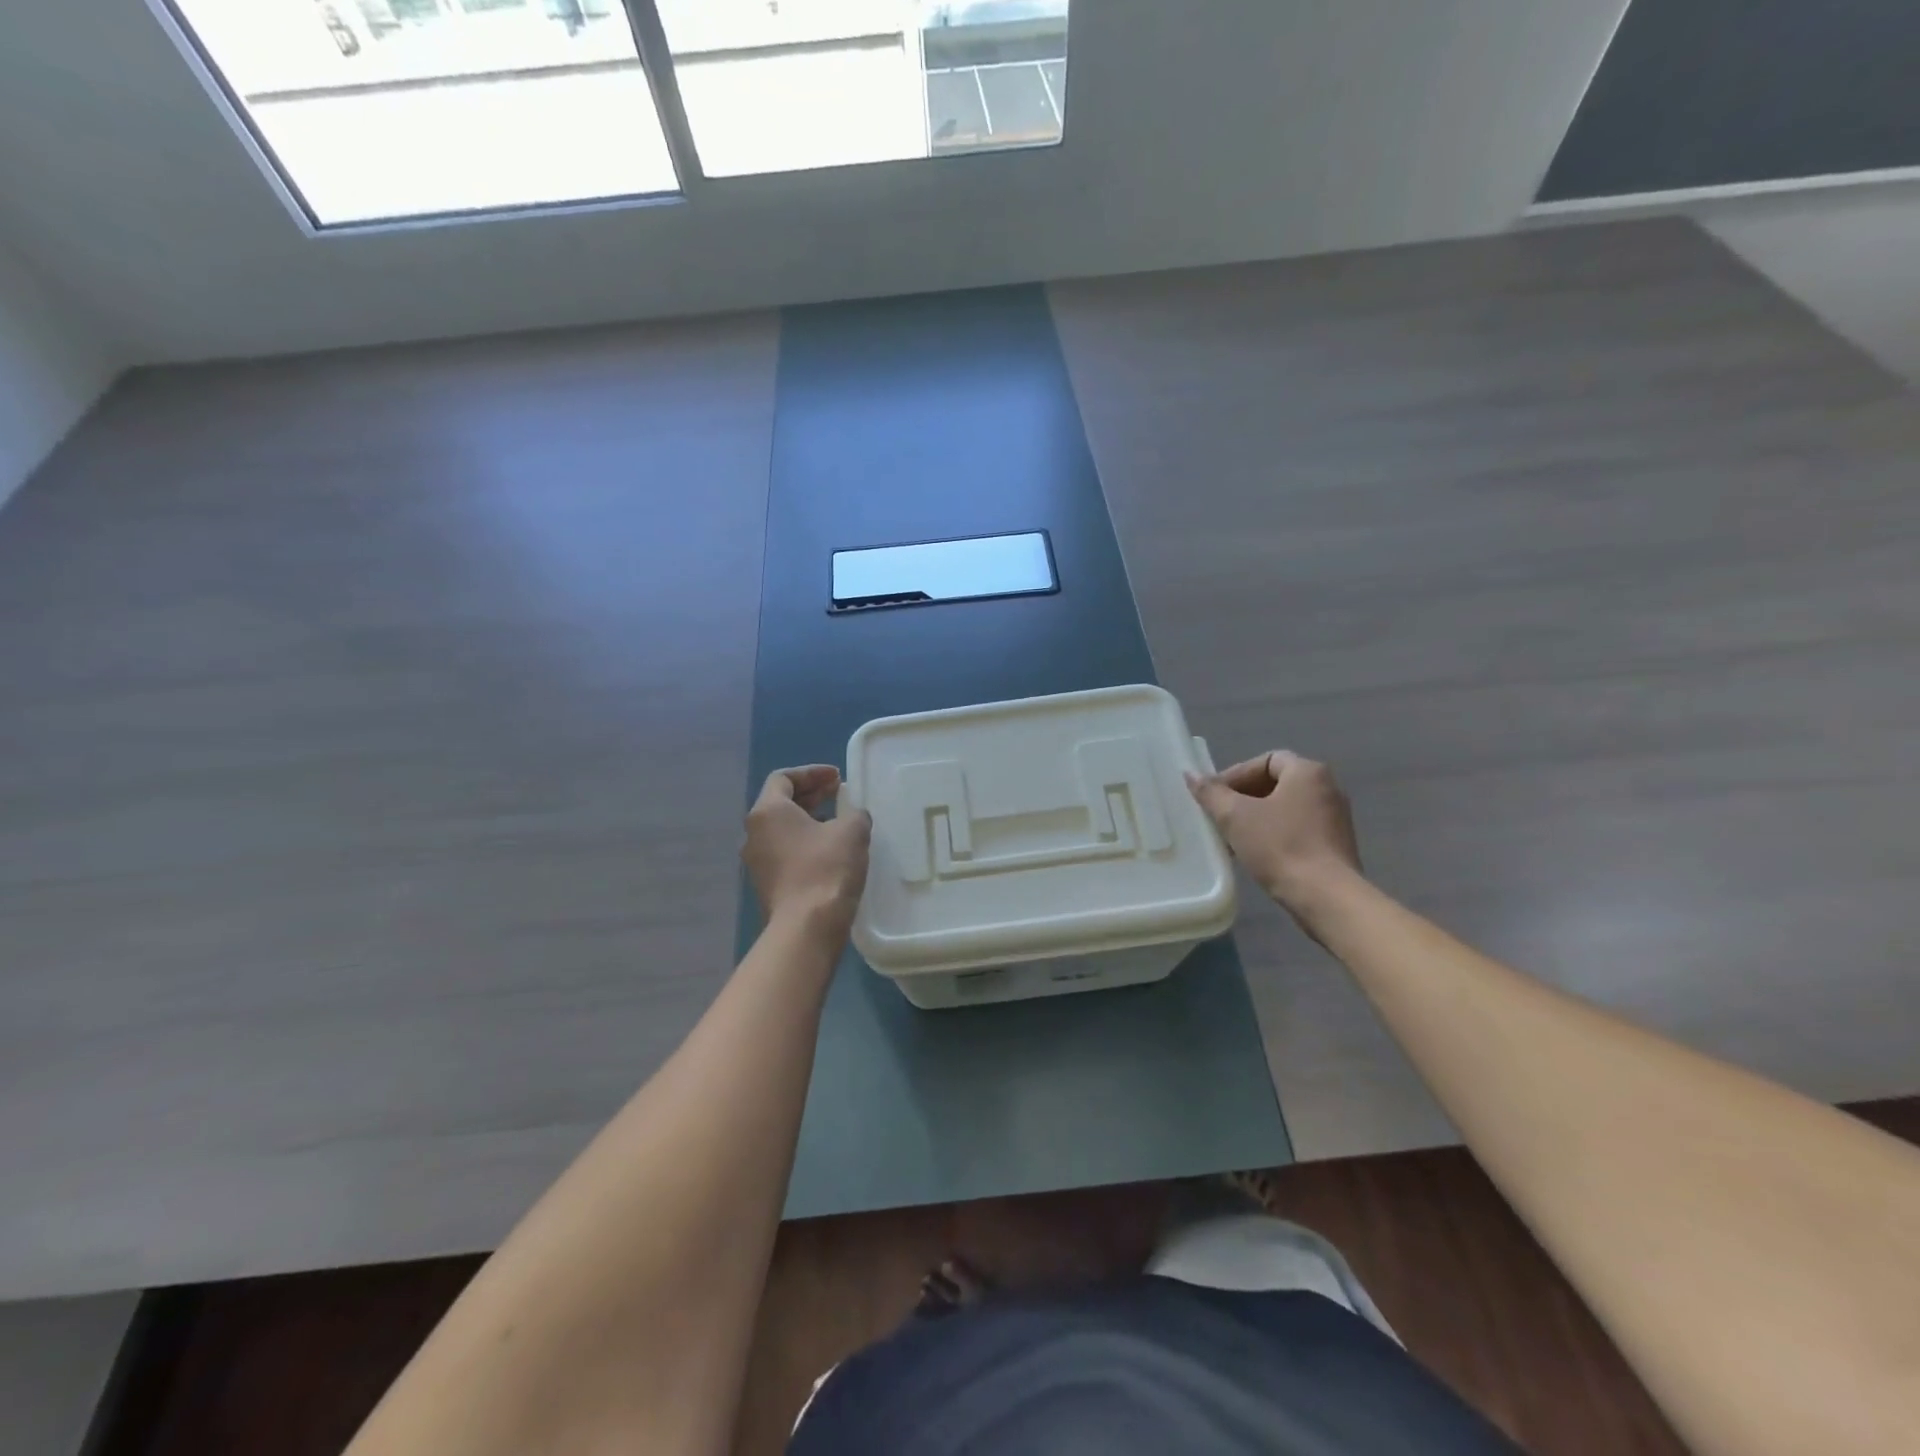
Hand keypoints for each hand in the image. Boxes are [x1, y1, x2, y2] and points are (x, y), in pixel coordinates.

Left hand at [743, 766, 871, 941]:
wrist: (806, 926)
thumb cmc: (826, 868)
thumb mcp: (852, 831)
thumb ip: (854, 814)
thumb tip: (852, 817)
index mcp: (768, 811)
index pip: (783, 778)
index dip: (812, 773)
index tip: (837, 778)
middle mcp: (753, 833)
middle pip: (780, 802)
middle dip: (811, 795)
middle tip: (839, 794)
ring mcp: (756, 861)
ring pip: (781, 829)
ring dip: (808, 820)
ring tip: (837, 822)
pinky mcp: (766, 884)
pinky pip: (784, 852)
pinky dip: (804, 843)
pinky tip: (829, 851)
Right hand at [1186, 751, 1362, 919]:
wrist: (1326, 897)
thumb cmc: (1280, 847)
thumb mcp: (1235, 817)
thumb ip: (1211, 793)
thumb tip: (1190, 774)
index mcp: (1308, 772)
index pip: (1265, 761)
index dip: (1235, 775)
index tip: (1215, 797)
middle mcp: (1328, 788)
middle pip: (1277, 783)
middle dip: (1244, 797)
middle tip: (1220, 816)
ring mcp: (1336, 817)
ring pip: (1286, 807)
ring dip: (1257, 817)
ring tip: (1232, 837)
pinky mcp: (1336, 844)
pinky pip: (1299, 828)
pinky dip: (1275, 833)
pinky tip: (1257, 853)